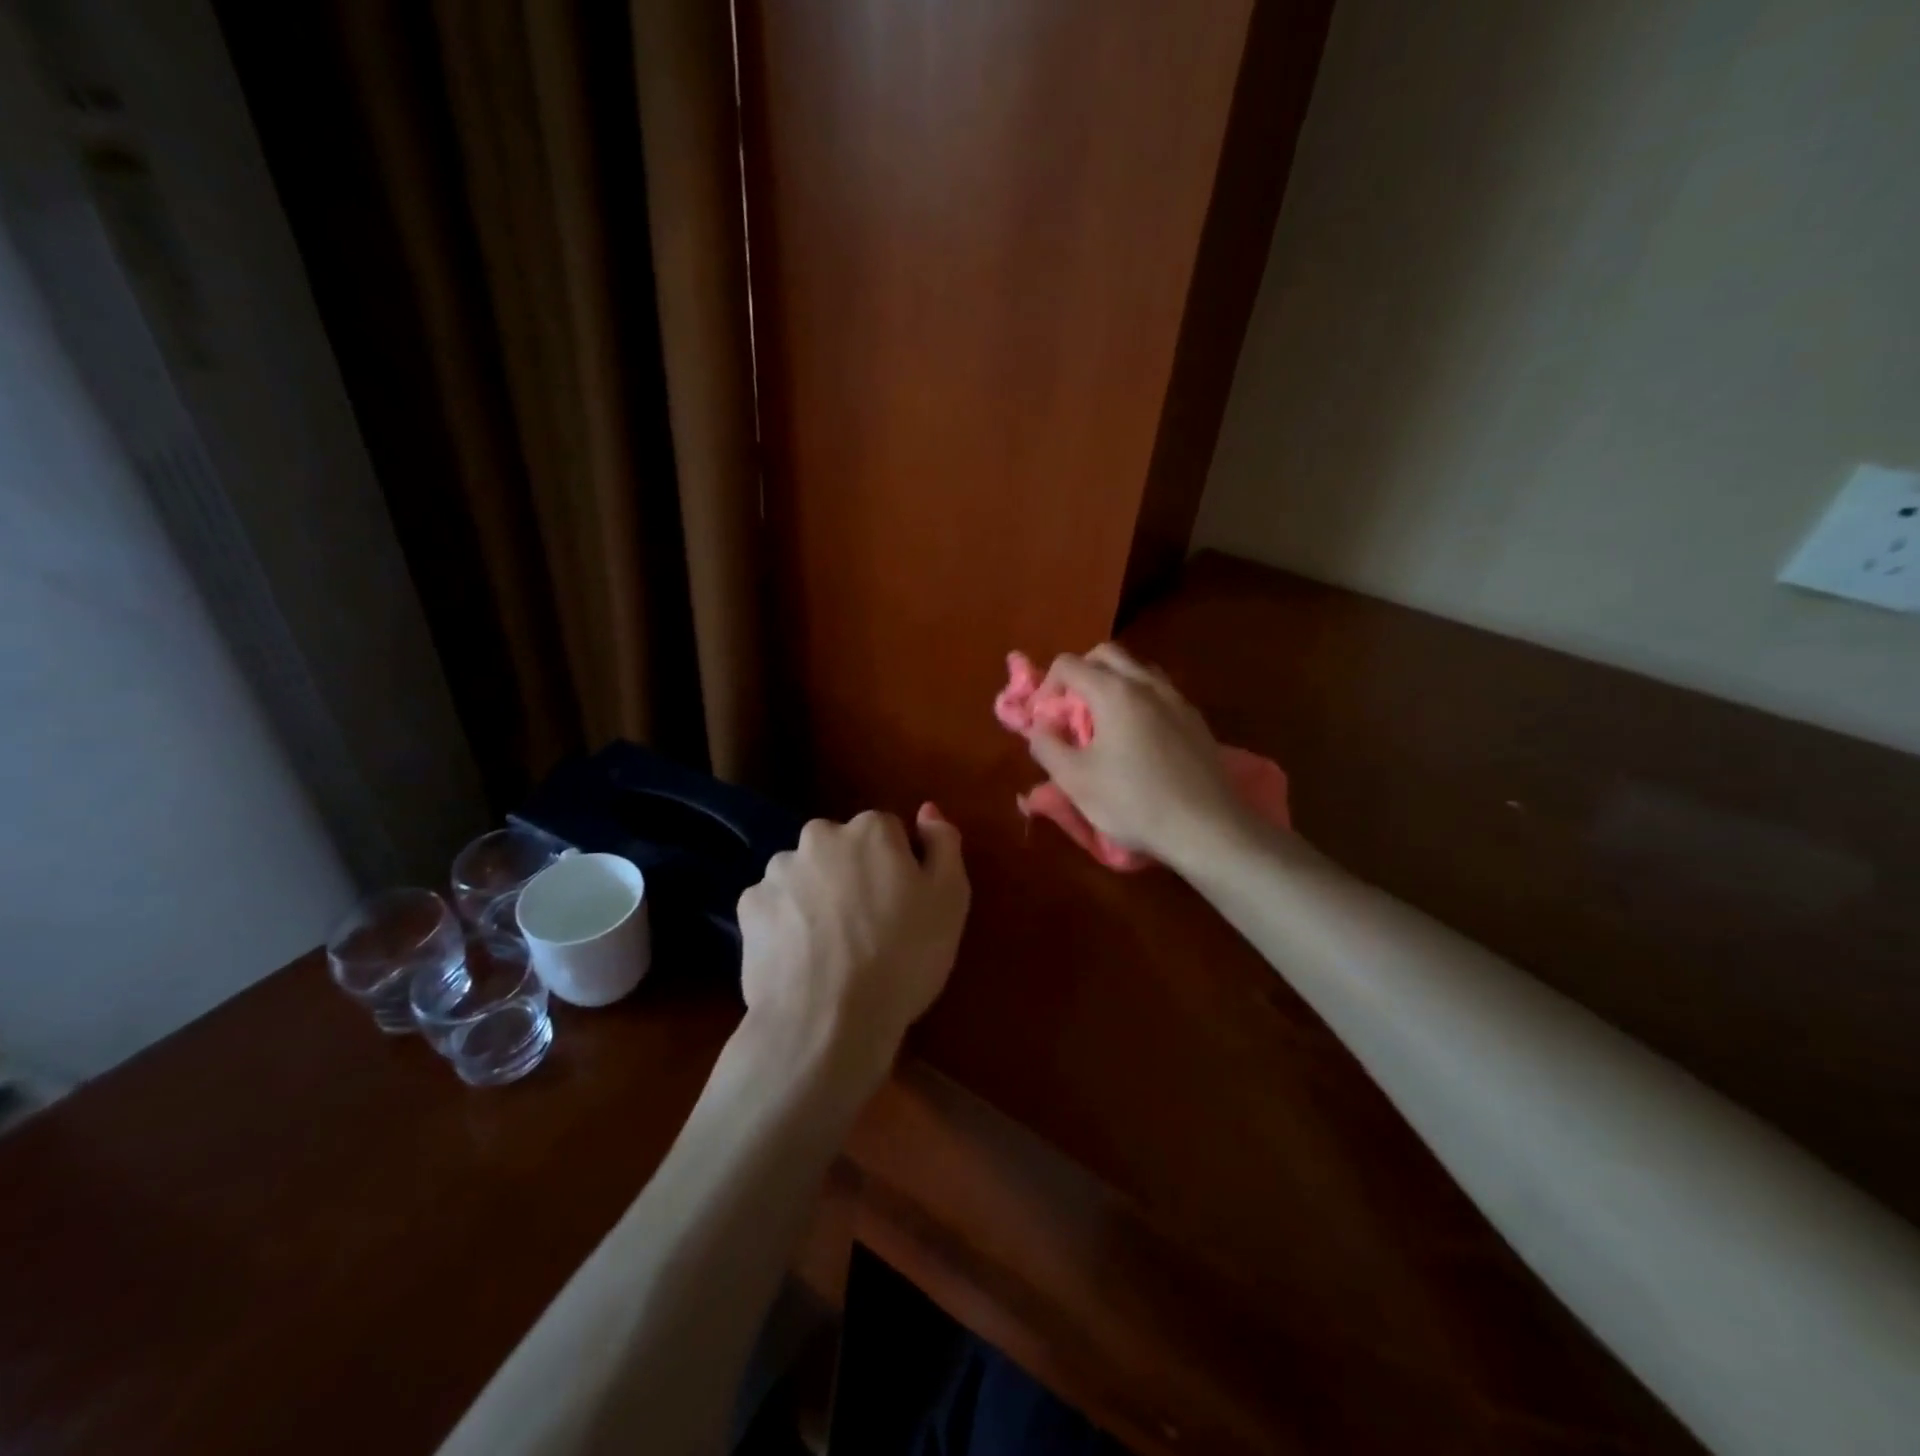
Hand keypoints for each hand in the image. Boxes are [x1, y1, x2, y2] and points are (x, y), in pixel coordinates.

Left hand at [737, 805, 969, 1083]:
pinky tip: (800, 957)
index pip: (889, 833)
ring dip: (816, 895)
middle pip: (842, 848)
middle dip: (852, 874)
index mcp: (871, 829)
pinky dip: (785, 923)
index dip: (898, 868)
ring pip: (805, 875)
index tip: (903, 905)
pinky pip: (774, 906)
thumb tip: (926, 810)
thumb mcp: (951, 900)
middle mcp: (819, 836)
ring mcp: (778, 871)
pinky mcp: (748, 907)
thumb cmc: (903, 958)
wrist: (828, 1022)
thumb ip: (943, 844)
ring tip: (830, 947)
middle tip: (867, 926)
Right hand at [1027, 644, 1249, 869]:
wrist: (1206, 827)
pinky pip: (1159, 692)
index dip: (1046, 686)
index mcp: (1113, 691)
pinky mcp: (1195, 719)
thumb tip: (1039, 727)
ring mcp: (1176, 699)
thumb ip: (1046, 746)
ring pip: (1137, 669)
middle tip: (1070, 710)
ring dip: (1112, 683)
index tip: (1044, 720)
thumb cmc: (1132, 802)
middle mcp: (1146, 683)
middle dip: (1080, 674)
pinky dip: (1139, 700)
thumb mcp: (1074, 780)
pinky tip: (1137, 739)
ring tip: (1103, 722)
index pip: (1068, 664)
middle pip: (1105, 655)